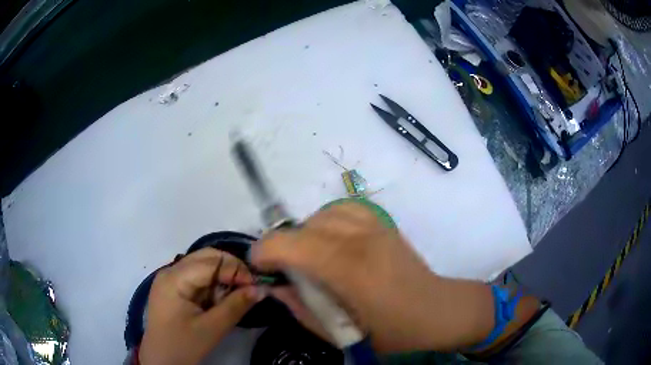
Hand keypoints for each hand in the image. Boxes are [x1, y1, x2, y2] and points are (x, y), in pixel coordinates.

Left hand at [139, 248, 263, 364]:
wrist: (162, 360)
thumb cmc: (184, 345)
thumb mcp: (213, 328)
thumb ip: (236, 306)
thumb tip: (262, 289)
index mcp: (175, 278)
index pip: (211, 262)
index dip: (236, 270)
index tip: (257, 286)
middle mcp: (170, 271)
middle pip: (206, 257)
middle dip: (230, 270)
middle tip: (248, 288)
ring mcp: (169, 278)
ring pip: (202, 265)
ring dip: (222, 278)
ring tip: (231, 299)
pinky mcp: (172, 287)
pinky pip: (196, 277)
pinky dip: (212, 285)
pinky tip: (217, 302)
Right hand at [250, 202, 448, 350]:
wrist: (437, 310)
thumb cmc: (392, 331)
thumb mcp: (340, 334)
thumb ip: (301, 309)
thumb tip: (274, 287)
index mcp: (349, 271)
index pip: (291, 244)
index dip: (265, 252)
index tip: (260, 267)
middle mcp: (360, 239)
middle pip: (303, 227)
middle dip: (282, 246)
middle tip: (285, 270)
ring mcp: (374, 226)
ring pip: (321, 214)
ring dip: (305, 233)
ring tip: (308, 256)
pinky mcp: (383, 222)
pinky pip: (343, 208)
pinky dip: (327, 220)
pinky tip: (331, 240)